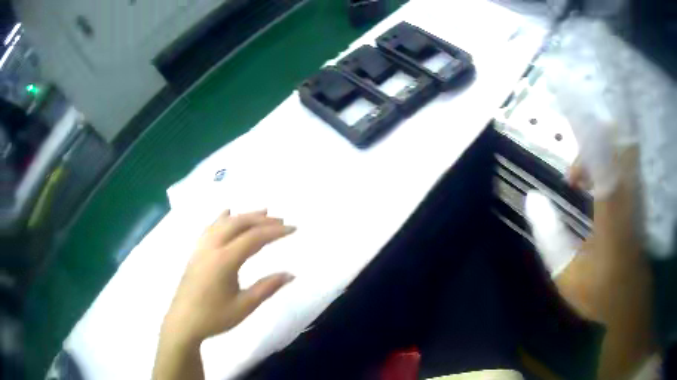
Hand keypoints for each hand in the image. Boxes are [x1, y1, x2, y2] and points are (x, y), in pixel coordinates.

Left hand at [162, 210, 295, 345]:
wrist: (183, 322)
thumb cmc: (214, 317)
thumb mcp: (244, 306)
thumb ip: (267, 288)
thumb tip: (291, 274)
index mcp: (224, 260)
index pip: (254, 238)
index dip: (275, 232)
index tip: (293, 229)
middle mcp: (212, 247)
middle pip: (239, 224)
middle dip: (262, 220)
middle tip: (281, 221)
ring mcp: (201, 248)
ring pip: (224, 223)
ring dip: (244, 216)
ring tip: (262, 212)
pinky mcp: (196, 252)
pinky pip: (210, 228)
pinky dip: (222, 218)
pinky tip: (227, 213)